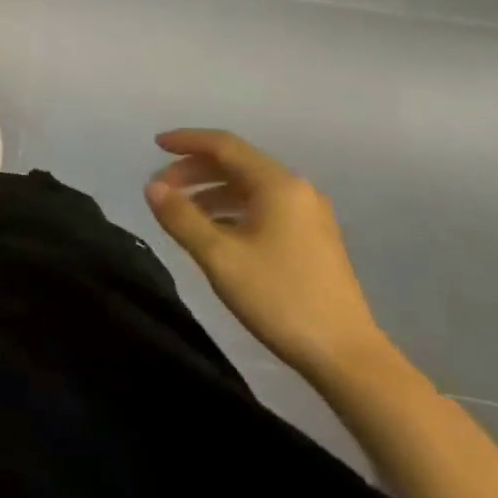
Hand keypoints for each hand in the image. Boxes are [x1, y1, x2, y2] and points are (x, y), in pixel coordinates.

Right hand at [144, 129, 385, 378]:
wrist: (346, 356)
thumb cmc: (279, 298)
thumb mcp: (220, 257)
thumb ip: (182, 217)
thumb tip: (152, 186)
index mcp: (277, 185)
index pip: (224, 146)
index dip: (187, 141)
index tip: (155, 145)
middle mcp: (296, 190)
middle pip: (236, 164)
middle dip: (194, 169)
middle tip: (161, 188)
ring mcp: (307, 215)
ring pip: (248, 187)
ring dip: (210, 191)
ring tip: (180, 211)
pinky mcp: (311, 239)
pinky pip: (262, 207)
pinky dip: (231, 209)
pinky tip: (213, 232)